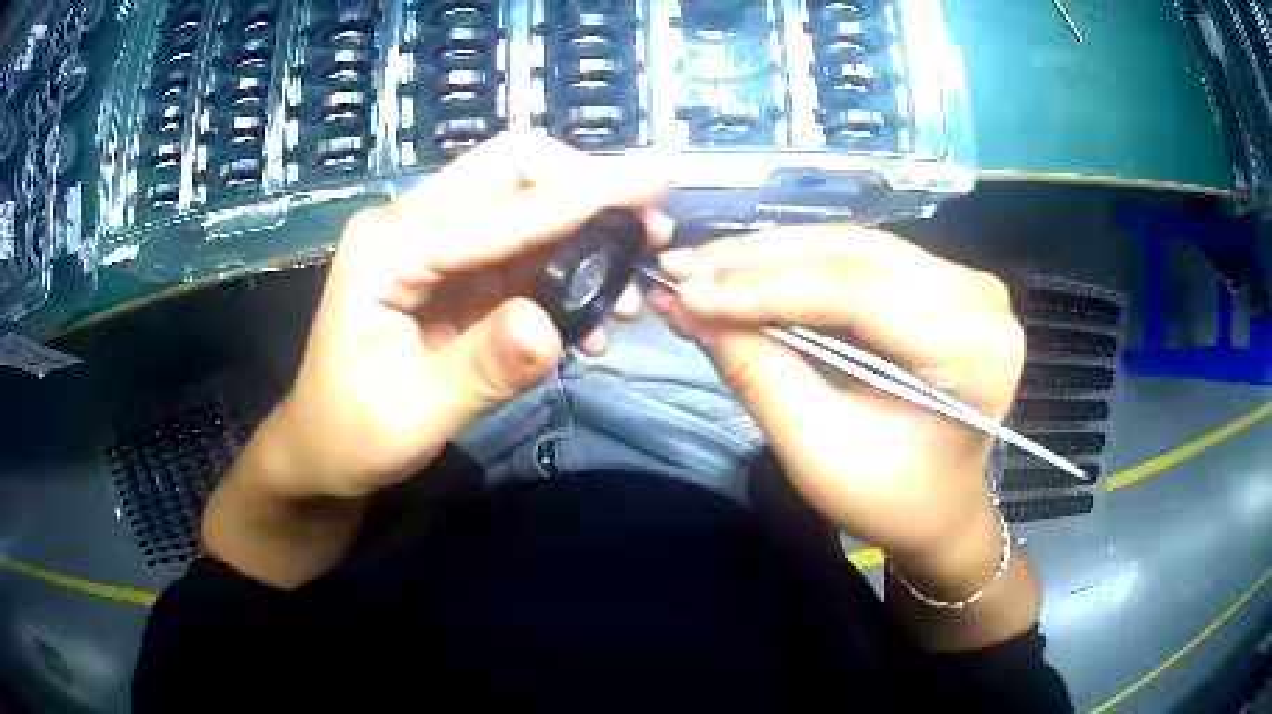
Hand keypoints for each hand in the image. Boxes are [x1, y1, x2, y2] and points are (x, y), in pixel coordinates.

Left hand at [260, 134, 673, 498]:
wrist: (323, 449)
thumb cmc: (352, 434)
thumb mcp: (413, 415)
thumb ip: (481, 369)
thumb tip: (551, 327)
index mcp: (388, 247)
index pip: (501, 208)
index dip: (585, 195)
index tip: (660, 177)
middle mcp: (410, 225)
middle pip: (511, 169)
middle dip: (584, 187)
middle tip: (646, 227)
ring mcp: (432, 242)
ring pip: (524, 201)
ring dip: (585, 229)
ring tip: (630, 282)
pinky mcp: (454, 269)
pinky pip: (522, 247)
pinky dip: (567, 267)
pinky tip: (591, 316)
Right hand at [652, 227, 1023, 597]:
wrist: (941, 507)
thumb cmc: (891, 499)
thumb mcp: (820, 453)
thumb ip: (760, 375)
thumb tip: (691, 308)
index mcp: (972, 350)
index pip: (859, 291)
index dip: (765, 286)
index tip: (684, 291)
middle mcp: (979, 298)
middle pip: (855, 255)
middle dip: (759, 262)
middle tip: (681, 271)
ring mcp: (965, 283)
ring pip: (852, 246)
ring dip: (772, 257)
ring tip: (703, 270)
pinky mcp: (943, 281)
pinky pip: (860, 258)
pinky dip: (798, 265)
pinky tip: (748, 272)